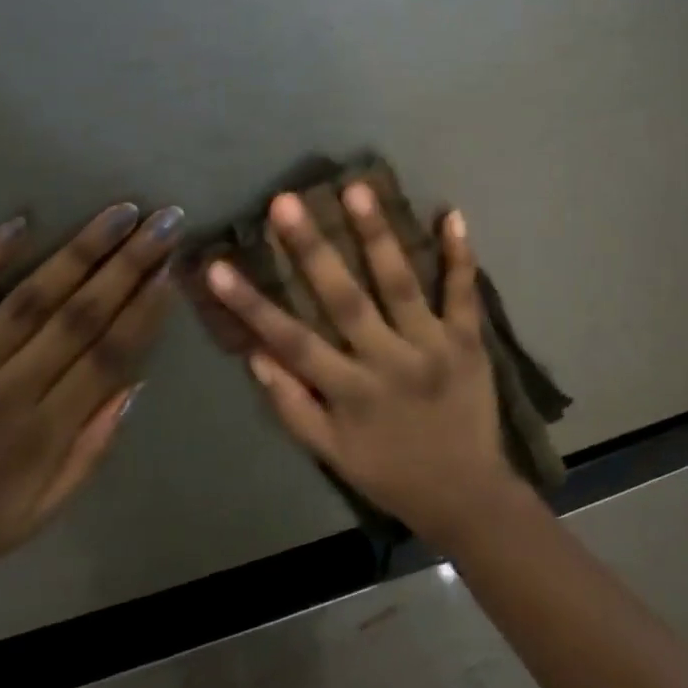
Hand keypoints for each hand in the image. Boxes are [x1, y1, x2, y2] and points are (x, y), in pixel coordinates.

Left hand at [0, 202, 183, 605]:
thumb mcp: (41, 511)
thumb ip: (92, 449)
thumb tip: (134, 385)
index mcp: (44, 433)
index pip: (110, 356)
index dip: (146, 310)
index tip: (174, 271)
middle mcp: (8, 391)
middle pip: (81, 316)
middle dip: (130, 264)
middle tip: (164, 221)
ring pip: (31, 298)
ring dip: (80, 251)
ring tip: (119, 213)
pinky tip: (20, 222)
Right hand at [203, 187, 519, 548]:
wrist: (468, 497)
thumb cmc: (392, 474)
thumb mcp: (332, 455)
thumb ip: (293, 407)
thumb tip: (256, 355)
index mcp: (350, 393)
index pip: (291, 342)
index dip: (251, 305)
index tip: (218, 266)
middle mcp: (388, 362)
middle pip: (345, 300)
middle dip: (313, 249)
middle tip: (286, 201)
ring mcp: (433, 348)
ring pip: (402, 285)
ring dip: (379, 235)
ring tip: (358, 189)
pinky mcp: (470, 343)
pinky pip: (465, 295)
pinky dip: (461, 256)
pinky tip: (451, 214)